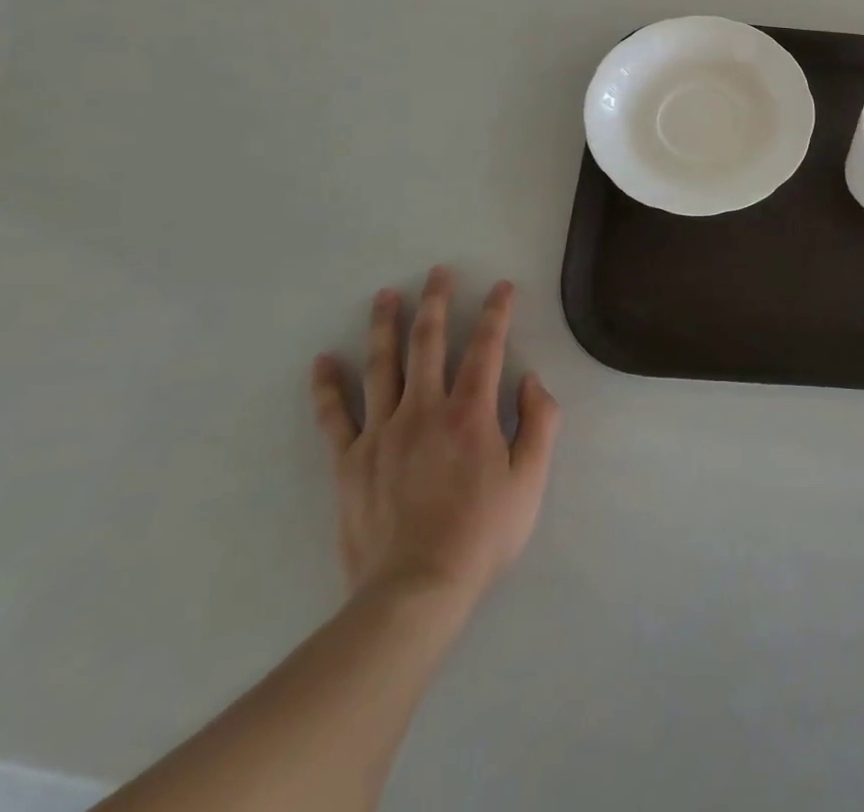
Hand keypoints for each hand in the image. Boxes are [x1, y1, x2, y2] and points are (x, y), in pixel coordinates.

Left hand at [310, 267, 559, 625]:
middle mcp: (424, 410)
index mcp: (470, 413)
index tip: (501, 286)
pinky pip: (335, 416)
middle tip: (437, 272)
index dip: (496, 312)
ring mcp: (381, 433)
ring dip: (385, 325)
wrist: (414, 591)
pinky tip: (323, 361)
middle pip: (428, 343)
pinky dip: (327, 387)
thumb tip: (531, 380)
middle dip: (436, 302)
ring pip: (382, 366)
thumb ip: (540, 423)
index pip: (486, 347)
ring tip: (386, 295)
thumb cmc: (481, 534)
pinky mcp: (349, 462)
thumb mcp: (530, 480)